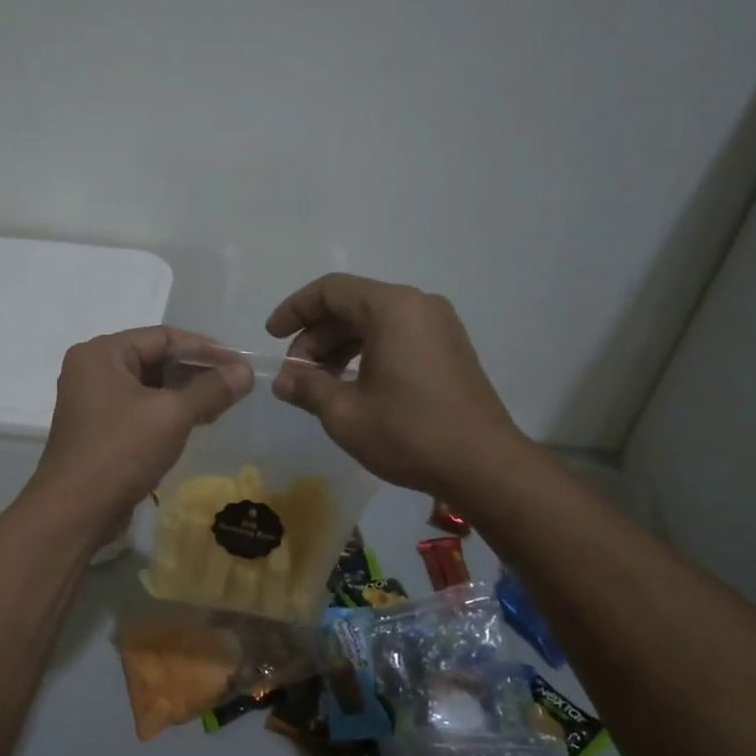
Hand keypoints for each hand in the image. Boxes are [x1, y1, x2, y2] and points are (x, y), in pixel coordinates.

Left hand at [29, 327, 252, 536]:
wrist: (74, 512)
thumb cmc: (120, 452)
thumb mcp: (172, 415)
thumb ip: (211, 389)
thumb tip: (245, 372)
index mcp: (101, 353)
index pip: (162, 336)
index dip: (205, 348)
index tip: (239, 363)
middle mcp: (92, 370)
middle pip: (155, 359)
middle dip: (197, 371)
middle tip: (235, 383)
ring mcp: (93, 402)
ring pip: (149, 386)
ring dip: (186, 393)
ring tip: (223, 403)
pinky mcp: (100, 431)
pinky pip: (140, 410)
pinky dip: (168, 413)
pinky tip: (197, 422)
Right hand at [266, 274, 522, 497]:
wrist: (484, 465)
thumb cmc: (410, 433)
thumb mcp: (346, 414)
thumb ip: (308, 387)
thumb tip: (284, 380)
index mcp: (392, 309)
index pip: (331, 290)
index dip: (294, 309)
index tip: (271, 337)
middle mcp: (418, 305)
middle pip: (353, 304)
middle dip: (316, 336)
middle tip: (296, 374)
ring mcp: (439, 326)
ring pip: (375, 322)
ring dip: (340, 347)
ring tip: (319, 384)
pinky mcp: (449, 349)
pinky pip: (397, 336)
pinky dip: (367, 352)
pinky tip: (353, 385)